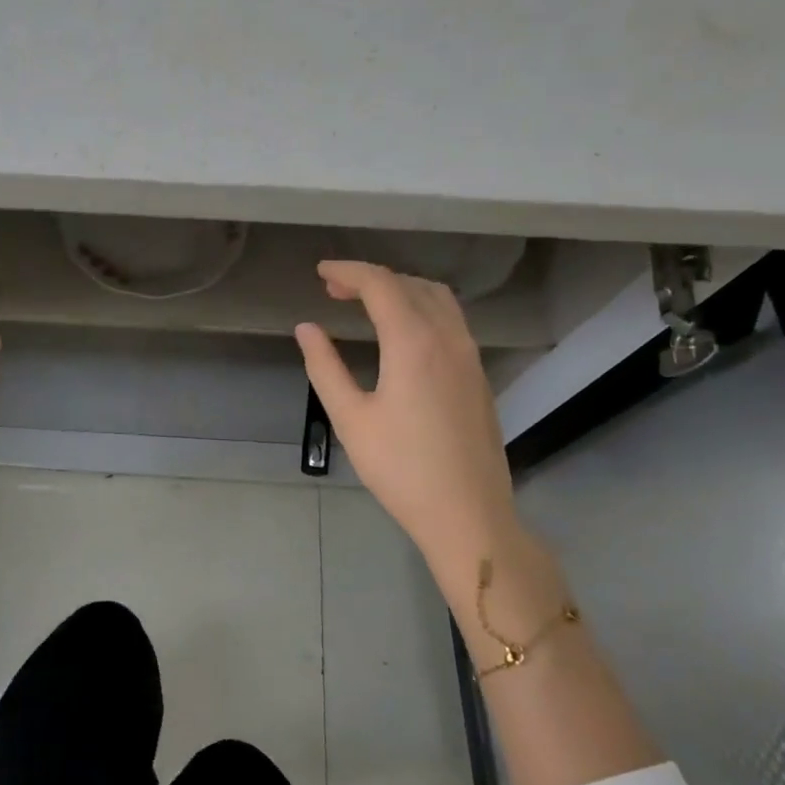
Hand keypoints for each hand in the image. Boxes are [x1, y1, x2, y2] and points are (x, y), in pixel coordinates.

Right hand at [296, 261, 538, 609]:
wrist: (468, 513)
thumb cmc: (401, 468)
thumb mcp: (350, 418)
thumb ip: (325, 367)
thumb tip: (307, 328)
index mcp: (413, 342)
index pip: (380, 284)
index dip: (348, 271)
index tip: (320, 272)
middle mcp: (448, 337)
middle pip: (410, 284)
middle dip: (371, 278)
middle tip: (334, 289)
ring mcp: (469, 355)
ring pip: (437, 299)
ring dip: (400, 289)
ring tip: (367, 303)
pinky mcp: (478, 375)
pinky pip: (450, 320)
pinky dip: (421, 308)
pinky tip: (402, 332)